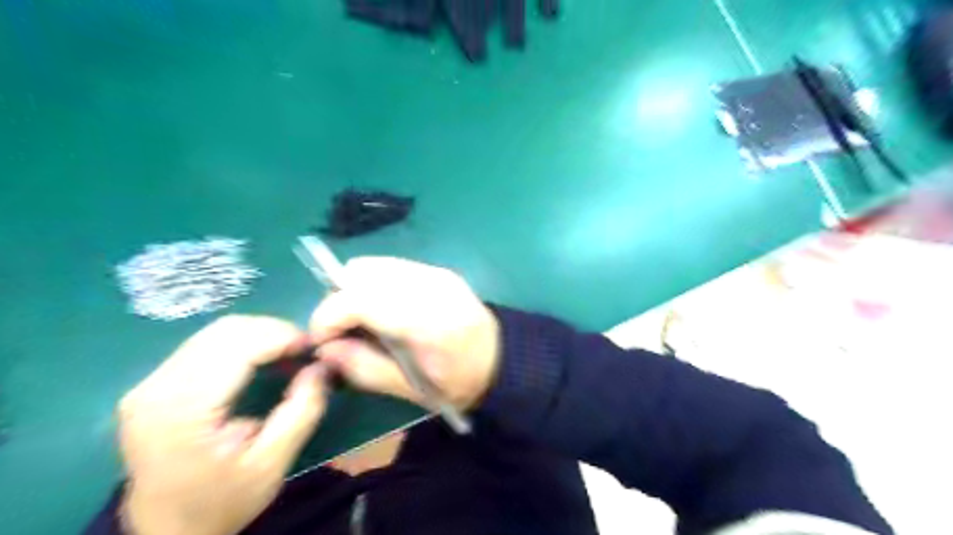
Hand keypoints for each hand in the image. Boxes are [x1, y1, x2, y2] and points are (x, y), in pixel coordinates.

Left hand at [118, 314, 326, 534]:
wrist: (165, 532)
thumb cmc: (221, 502)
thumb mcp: (273, 463)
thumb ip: (303, 410)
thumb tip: (322, 365)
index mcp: (183, 409)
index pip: (239, 346)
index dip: (283, 337)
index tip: (314, 348)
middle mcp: (157, 387)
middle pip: (226, 331)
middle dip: (274, 332)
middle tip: (303, 353)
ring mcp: (149, 383)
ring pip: (216, 331)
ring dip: (259, 335)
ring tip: (287, 355)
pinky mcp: (153, 384)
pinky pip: (205, 344)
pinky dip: (242, 344)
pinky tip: (260, 360)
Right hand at [311, 256, 498, 411]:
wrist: (502, 360)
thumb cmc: (459, 383)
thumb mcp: (411, 390)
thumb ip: (364, 367)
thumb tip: (324, 348)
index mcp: (426, 320)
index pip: (359, 298)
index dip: (328, 316)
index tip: (321, 340)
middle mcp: (430, 285)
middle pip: (361, 273)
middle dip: (339, 300)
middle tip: (344, 332)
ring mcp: (436, 273)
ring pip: (374, 265)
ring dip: (356, 290)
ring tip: (364, 321)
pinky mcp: (439, 270)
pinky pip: (391, 267)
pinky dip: (375, 284)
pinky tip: (385, 309)